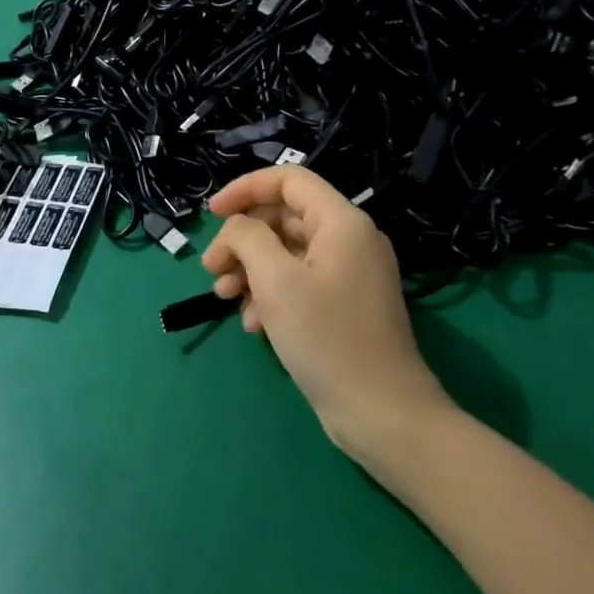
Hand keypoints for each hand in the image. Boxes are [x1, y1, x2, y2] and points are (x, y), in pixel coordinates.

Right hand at [203, 167, 453, 458]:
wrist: (382, 414)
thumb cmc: (327, 338)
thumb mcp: (275, 280)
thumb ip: (247, 238)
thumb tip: (236, 228)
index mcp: (341, 223)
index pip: (288, 180)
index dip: (245, 189)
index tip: (211, 213)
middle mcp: (349, 240)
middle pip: (283, 217)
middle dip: (241, 239)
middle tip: (212, 269)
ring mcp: (348, 274)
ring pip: (286, 252)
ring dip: (249, 269)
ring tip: (225, 298)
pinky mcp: (343, 305)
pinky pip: (298, 281)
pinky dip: (269, 293)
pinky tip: (252, 324)